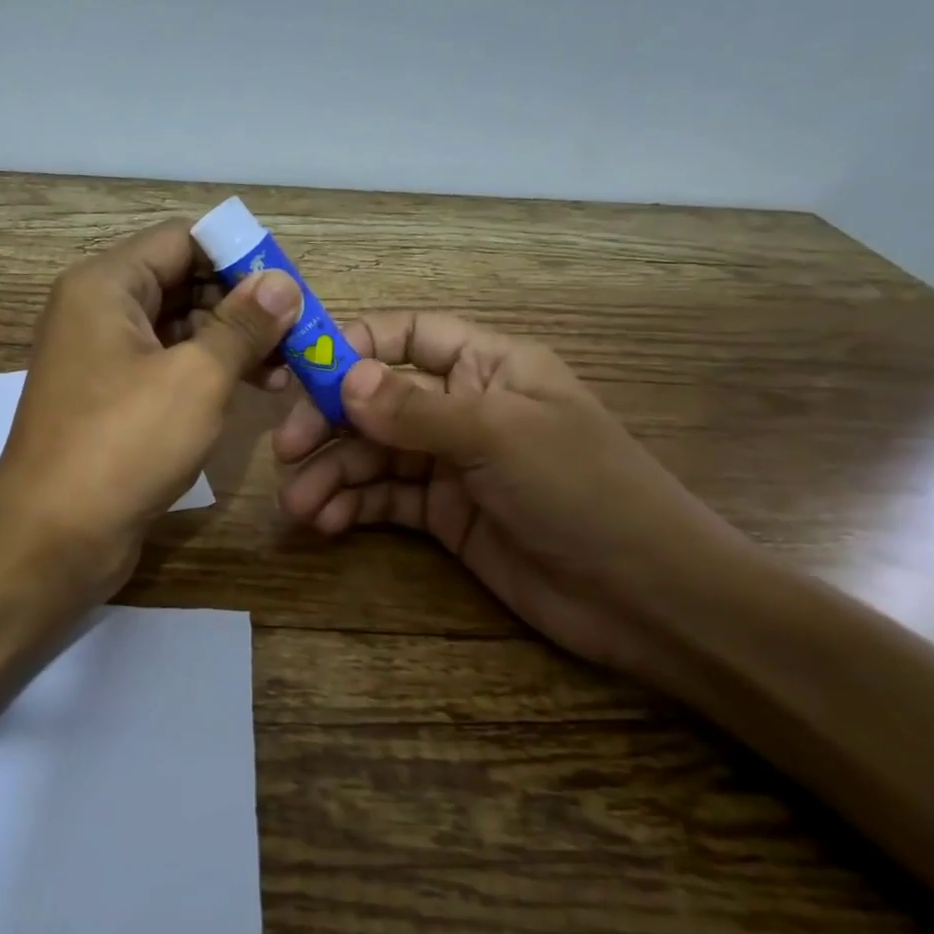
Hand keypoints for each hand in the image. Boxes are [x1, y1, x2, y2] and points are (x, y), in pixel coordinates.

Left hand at [0, 219, 300, 594]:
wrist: (52, 538)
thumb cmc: (123, 444)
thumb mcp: (196, 378)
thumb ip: (243, 324)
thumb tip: (282, 282)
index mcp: (106, 285)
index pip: (183, 240)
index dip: (239, 256)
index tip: (288, 288)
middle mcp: (97, 311)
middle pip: (181, 281)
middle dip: (240, 303)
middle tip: (295, 333)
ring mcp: (101, 357)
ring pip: (177, 327)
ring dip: (229, 341)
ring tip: (283, 370)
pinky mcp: (110, 399)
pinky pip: (165, 365)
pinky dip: (205, 371)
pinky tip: (249, 390)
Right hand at [272, 312, 755, 688]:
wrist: (647, 598)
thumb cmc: (583, 491)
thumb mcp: (499, 437)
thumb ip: (416, 409)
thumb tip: (344, 379)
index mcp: (488, 365)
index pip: (407, 336)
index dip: (353, 346)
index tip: (298, 370)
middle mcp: (463, 406)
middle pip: (377, 398)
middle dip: (329, 420)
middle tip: (286, 448)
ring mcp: (452, 462)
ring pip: (374, 454)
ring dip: (333, 473)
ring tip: (300, 505)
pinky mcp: (445, 514)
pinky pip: (386, 499)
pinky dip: (353, 506)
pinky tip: (328, 521)